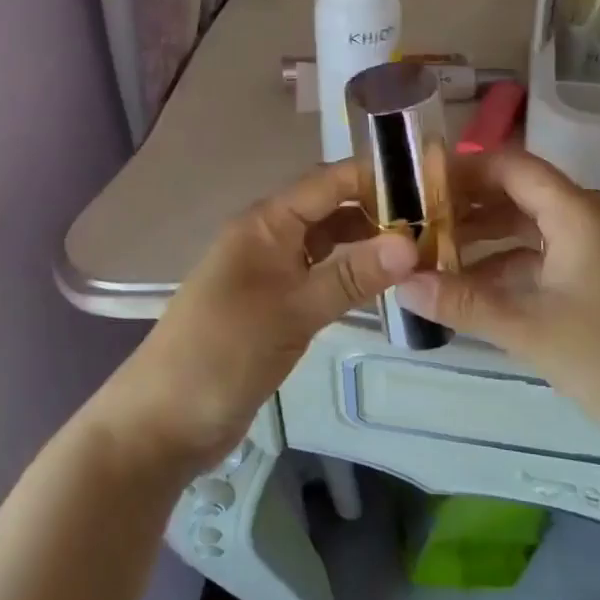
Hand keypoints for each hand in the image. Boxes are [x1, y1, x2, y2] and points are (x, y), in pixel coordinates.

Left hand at [94, 160, 415, 474]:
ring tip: (422, 251)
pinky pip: (319, 275)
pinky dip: (349, 274)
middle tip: (437, 222)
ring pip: (327, 243)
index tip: (430, 182)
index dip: (376, 177)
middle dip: (378, 211)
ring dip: (366, 244)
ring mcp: (270, 272)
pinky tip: (382, 284)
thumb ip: (352, 276)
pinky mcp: (275, 305)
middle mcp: (268, 237)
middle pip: (330, 209)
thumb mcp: (292, 311)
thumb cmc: (223, 353)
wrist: (163, 422)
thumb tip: (412, 243)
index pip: (328, 183)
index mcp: (265, 223)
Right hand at [399, 149, 599, 485]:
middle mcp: (585, 221)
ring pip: (525, 228)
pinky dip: (504, 267)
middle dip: (466, 206)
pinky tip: (469, 289)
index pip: (511, 166)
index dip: (464, 170)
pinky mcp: (595, 282)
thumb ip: (463, 302)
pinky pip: (539, 259)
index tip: (417, 185)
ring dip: (482, 239)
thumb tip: (401, 284)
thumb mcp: (530, 329)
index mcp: (576, 214)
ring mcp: (592, 252)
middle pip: (516, 194)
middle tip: (414, 222)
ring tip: (431, 255)